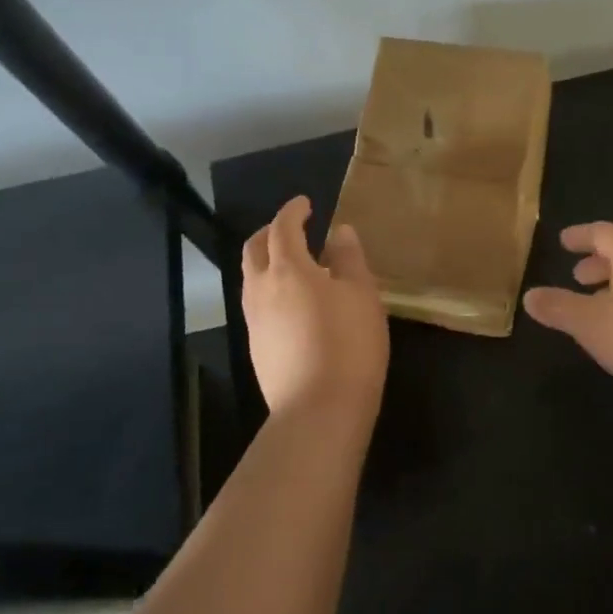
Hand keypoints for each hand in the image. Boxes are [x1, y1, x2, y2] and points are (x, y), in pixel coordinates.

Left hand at [242, 196, 388, 429]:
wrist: (318, 409)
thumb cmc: (348, 343)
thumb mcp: (361, 295)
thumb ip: (349, 258)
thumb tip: (339, 232)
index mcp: (288, 269)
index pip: (282, 228)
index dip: (292, 212)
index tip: (305, 204)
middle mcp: (261, 289)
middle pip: (254, 249)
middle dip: (270, 232)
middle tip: (292, 228)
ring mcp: (254, 321)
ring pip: (251, 278)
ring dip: (266, 261)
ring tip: (294, 265)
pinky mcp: (257, 347)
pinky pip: (257, 303)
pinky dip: (270, 288)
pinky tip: (293, 303)